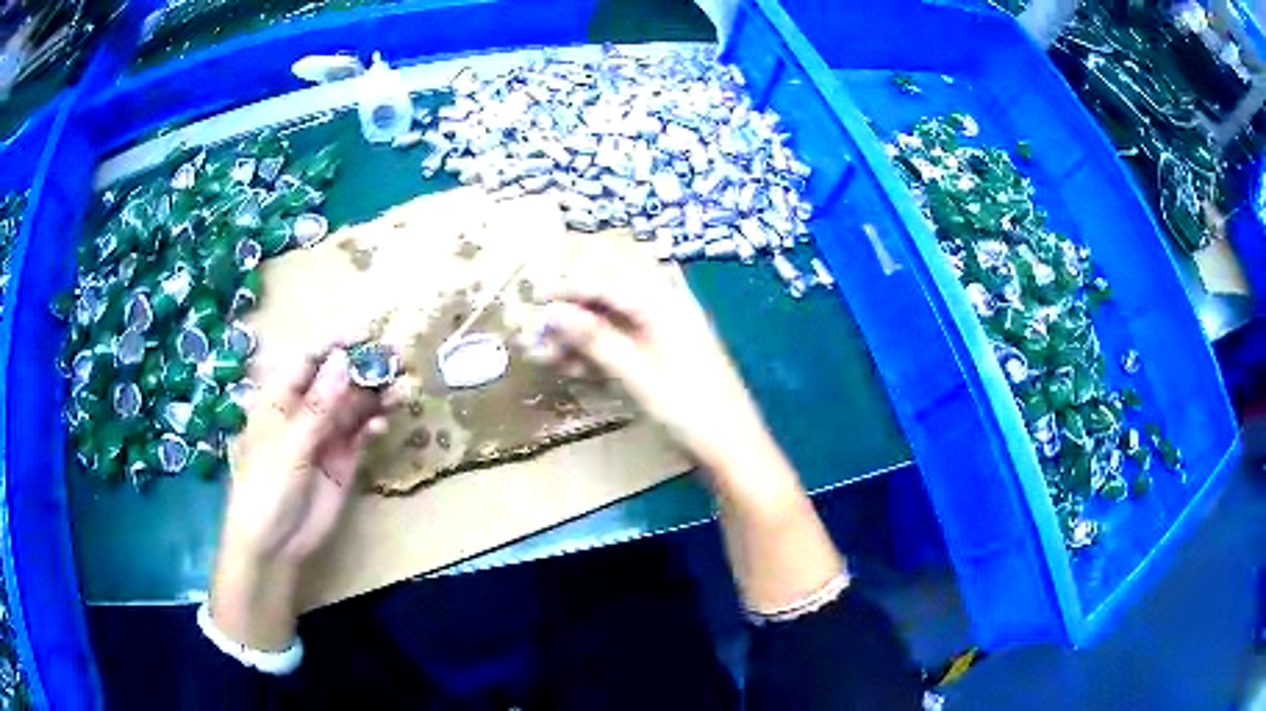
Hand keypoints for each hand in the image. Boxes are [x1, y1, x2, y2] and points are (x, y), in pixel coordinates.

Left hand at [211, 342, 393, 650]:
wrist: (275, 544)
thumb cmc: (266, 487)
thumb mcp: (289, 446)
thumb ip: (318, 406)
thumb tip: (343, 360)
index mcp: (281, 398)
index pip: (309, 360)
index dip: (336, 344)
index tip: (367, 333)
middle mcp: (305, 410)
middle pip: (338, 380)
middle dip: (365, 369)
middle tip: (397, 360)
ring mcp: (325, 435)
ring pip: (355, 406)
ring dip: (377, 396)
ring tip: (404, 389)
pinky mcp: (343, 460)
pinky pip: (361, 435)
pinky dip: (374, 426)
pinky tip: (384, 425)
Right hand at [525, 282, 845, 612]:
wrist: (733, 449)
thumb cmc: (689, 409)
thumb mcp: (637, 374)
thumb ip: (594, 339)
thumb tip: (551, 313)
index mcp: (665, 304)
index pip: (609, 282)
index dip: (569, 287)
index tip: (534, 298)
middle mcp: (665, 310)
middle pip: (608, 298)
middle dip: (570, 311)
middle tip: (537, 331)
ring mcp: (665, 336)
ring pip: (611, 325)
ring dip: (577, 336)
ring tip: (543, 356)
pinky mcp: (662, 360)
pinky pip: (622, 346)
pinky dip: (595, 354)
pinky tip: (570, 368)